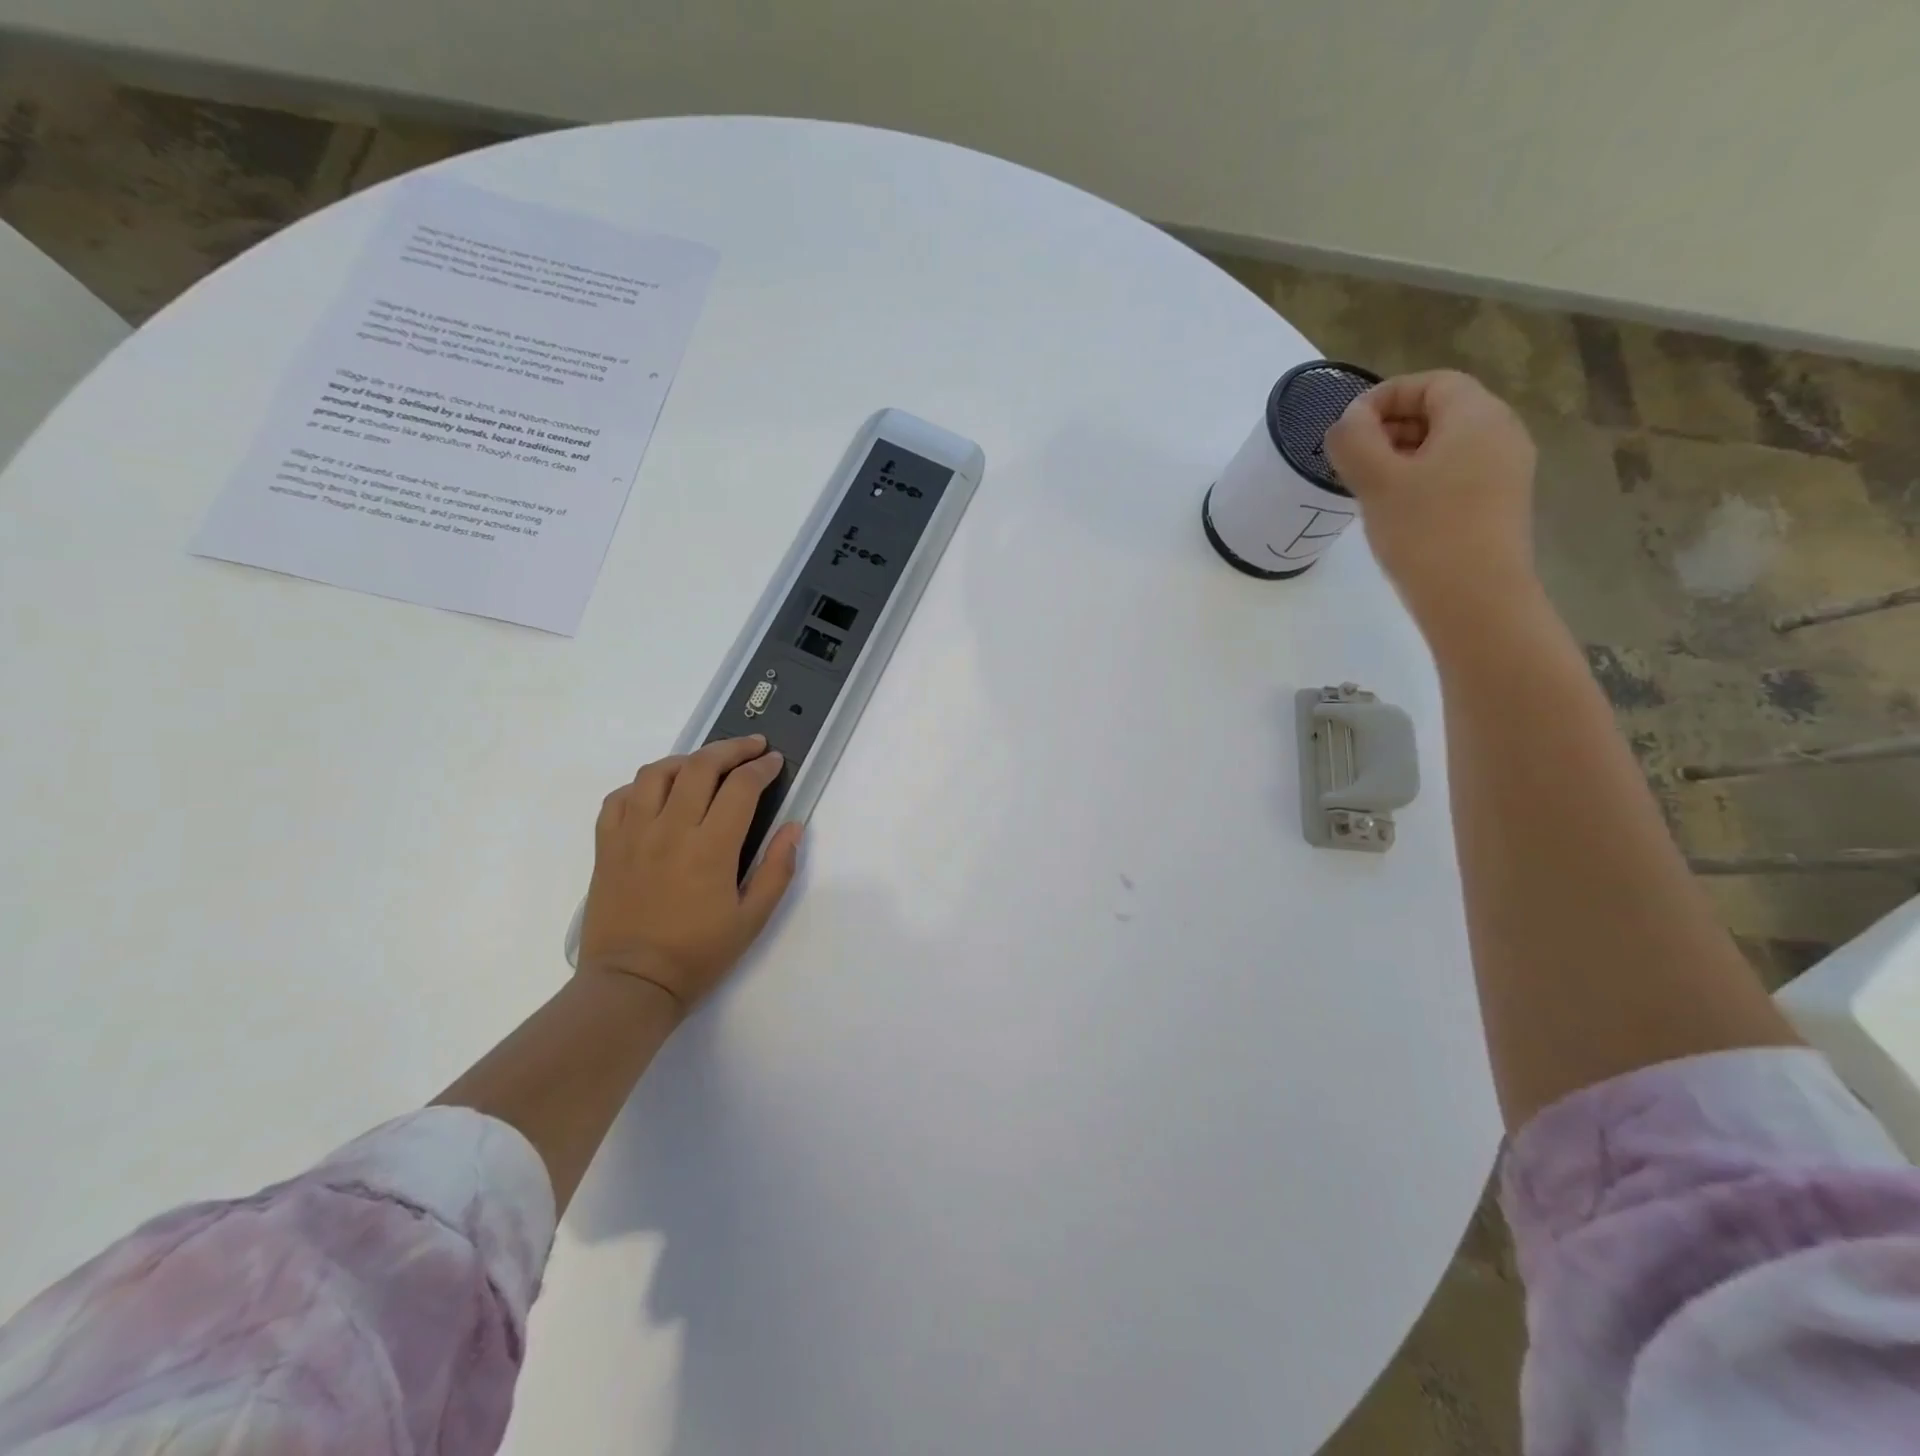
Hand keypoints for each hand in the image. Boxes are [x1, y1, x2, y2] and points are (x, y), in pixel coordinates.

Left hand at [577, 735, 802, 1015]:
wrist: (631, 985)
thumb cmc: (698, 955)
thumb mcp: (752, 919)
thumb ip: (777, 869)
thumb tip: (793, 827)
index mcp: (710, 848)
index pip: (741, 787)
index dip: (762, 768)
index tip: (775, 762)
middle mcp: (670, 830)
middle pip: (700, 766)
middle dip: (732, 748)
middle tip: (752, 747)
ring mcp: (632, 834)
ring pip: (657, 772)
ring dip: (687, 759)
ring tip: (706, 764)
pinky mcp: (607, 846)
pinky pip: (620, 798)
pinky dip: (643, 785)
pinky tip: (658, 793)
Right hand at [1323, 370, 1539, 631]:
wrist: (1475, 598)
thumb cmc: (1424, 531)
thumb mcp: (1376, 481)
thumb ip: (1354, 440)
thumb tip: (1348, 421)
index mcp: (1477, 415)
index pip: (1430, 383)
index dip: (1384, 397)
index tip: (1346, 429)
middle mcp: (1501, 433)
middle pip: (1441, 411)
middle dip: (1389, 428)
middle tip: (1349, 461)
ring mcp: (1505, 471)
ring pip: (1446, 446)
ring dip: (1401, 457)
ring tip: (1365, 488)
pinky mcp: (1499, 504)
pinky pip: (1456, 474)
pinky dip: (1421, 480)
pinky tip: (1395, 511)